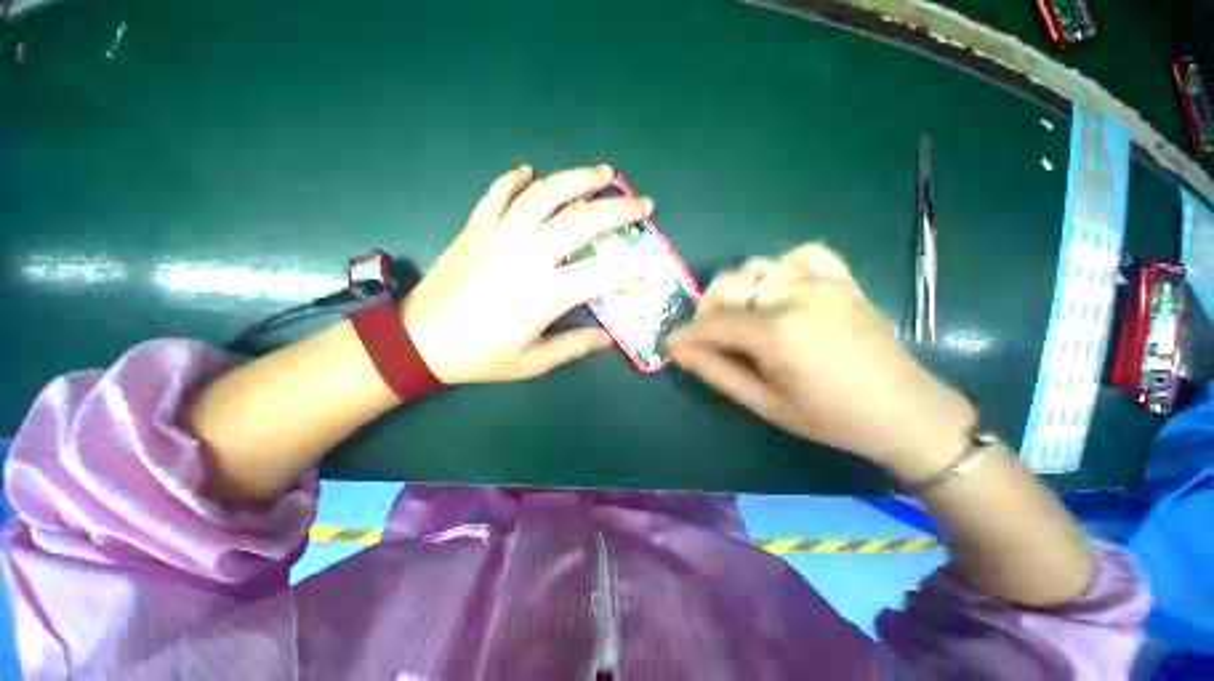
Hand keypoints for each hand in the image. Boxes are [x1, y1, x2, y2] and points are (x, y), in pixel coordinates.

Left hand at [403, 164, 651, 384]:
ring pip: (545, 193)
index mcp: (543, 293)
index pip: (601, 276)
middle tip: (642, 204)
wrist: (418, 340)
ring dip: (579, 178)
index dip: (628, 278)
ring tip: (604, 173)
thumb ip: (573, 346)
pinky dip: (517, 179)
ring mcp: (499, 234)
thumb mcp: (532, 362)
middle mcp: (526, 254)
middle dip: (619, 209)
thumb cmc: (479, 356)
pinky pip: (499, 192)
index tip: (642, 284)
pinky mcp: (476, 227)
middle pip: (582, 219)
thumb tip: (608, 338)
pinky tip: (531, 172)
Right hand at [665, 244, 976, 479]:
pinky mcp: (840, 279)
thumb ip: (717, 372)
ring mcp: (821, 281)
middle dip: (706, 311)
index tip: (669, 344)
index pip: (714, 324)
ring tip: (737, 315)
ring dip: (735, 289)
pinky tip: (776, 290)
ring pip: (755, 267)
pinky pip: (800, 254)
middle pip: (728, 287)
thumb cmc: (830, 417)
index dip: (686, 335)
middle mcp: (795, 296)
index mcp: (777, 333)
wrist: (905, 411)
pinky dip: (778, 268)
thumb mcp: (764, 403)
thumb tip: (678, 352)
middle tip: (706, 337)